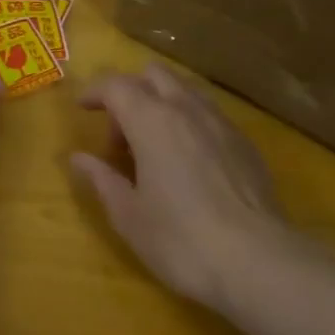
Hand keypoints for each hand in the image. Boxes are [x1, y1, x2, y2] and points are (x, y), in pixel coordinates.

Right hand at [71, 63, 293, 312]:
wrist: (256, 260)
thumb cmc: (180, 239)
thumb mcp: (129, 215)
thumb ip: (102, 179)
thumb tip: (79, 158)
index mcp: (152, 121)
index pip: (116, 85)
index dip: (95, 92)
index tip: (83, 108)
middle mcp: (188, 110)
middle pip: (154, 75)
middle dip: (131, 93)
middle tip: (120, 136)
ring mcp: (222, 123)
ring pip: (186, 91)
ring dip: (162, 105)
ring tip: (154, 148)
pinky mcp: (246, 143)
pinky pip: (209, 115)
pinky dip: (189, 123)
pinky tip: (189, 163)